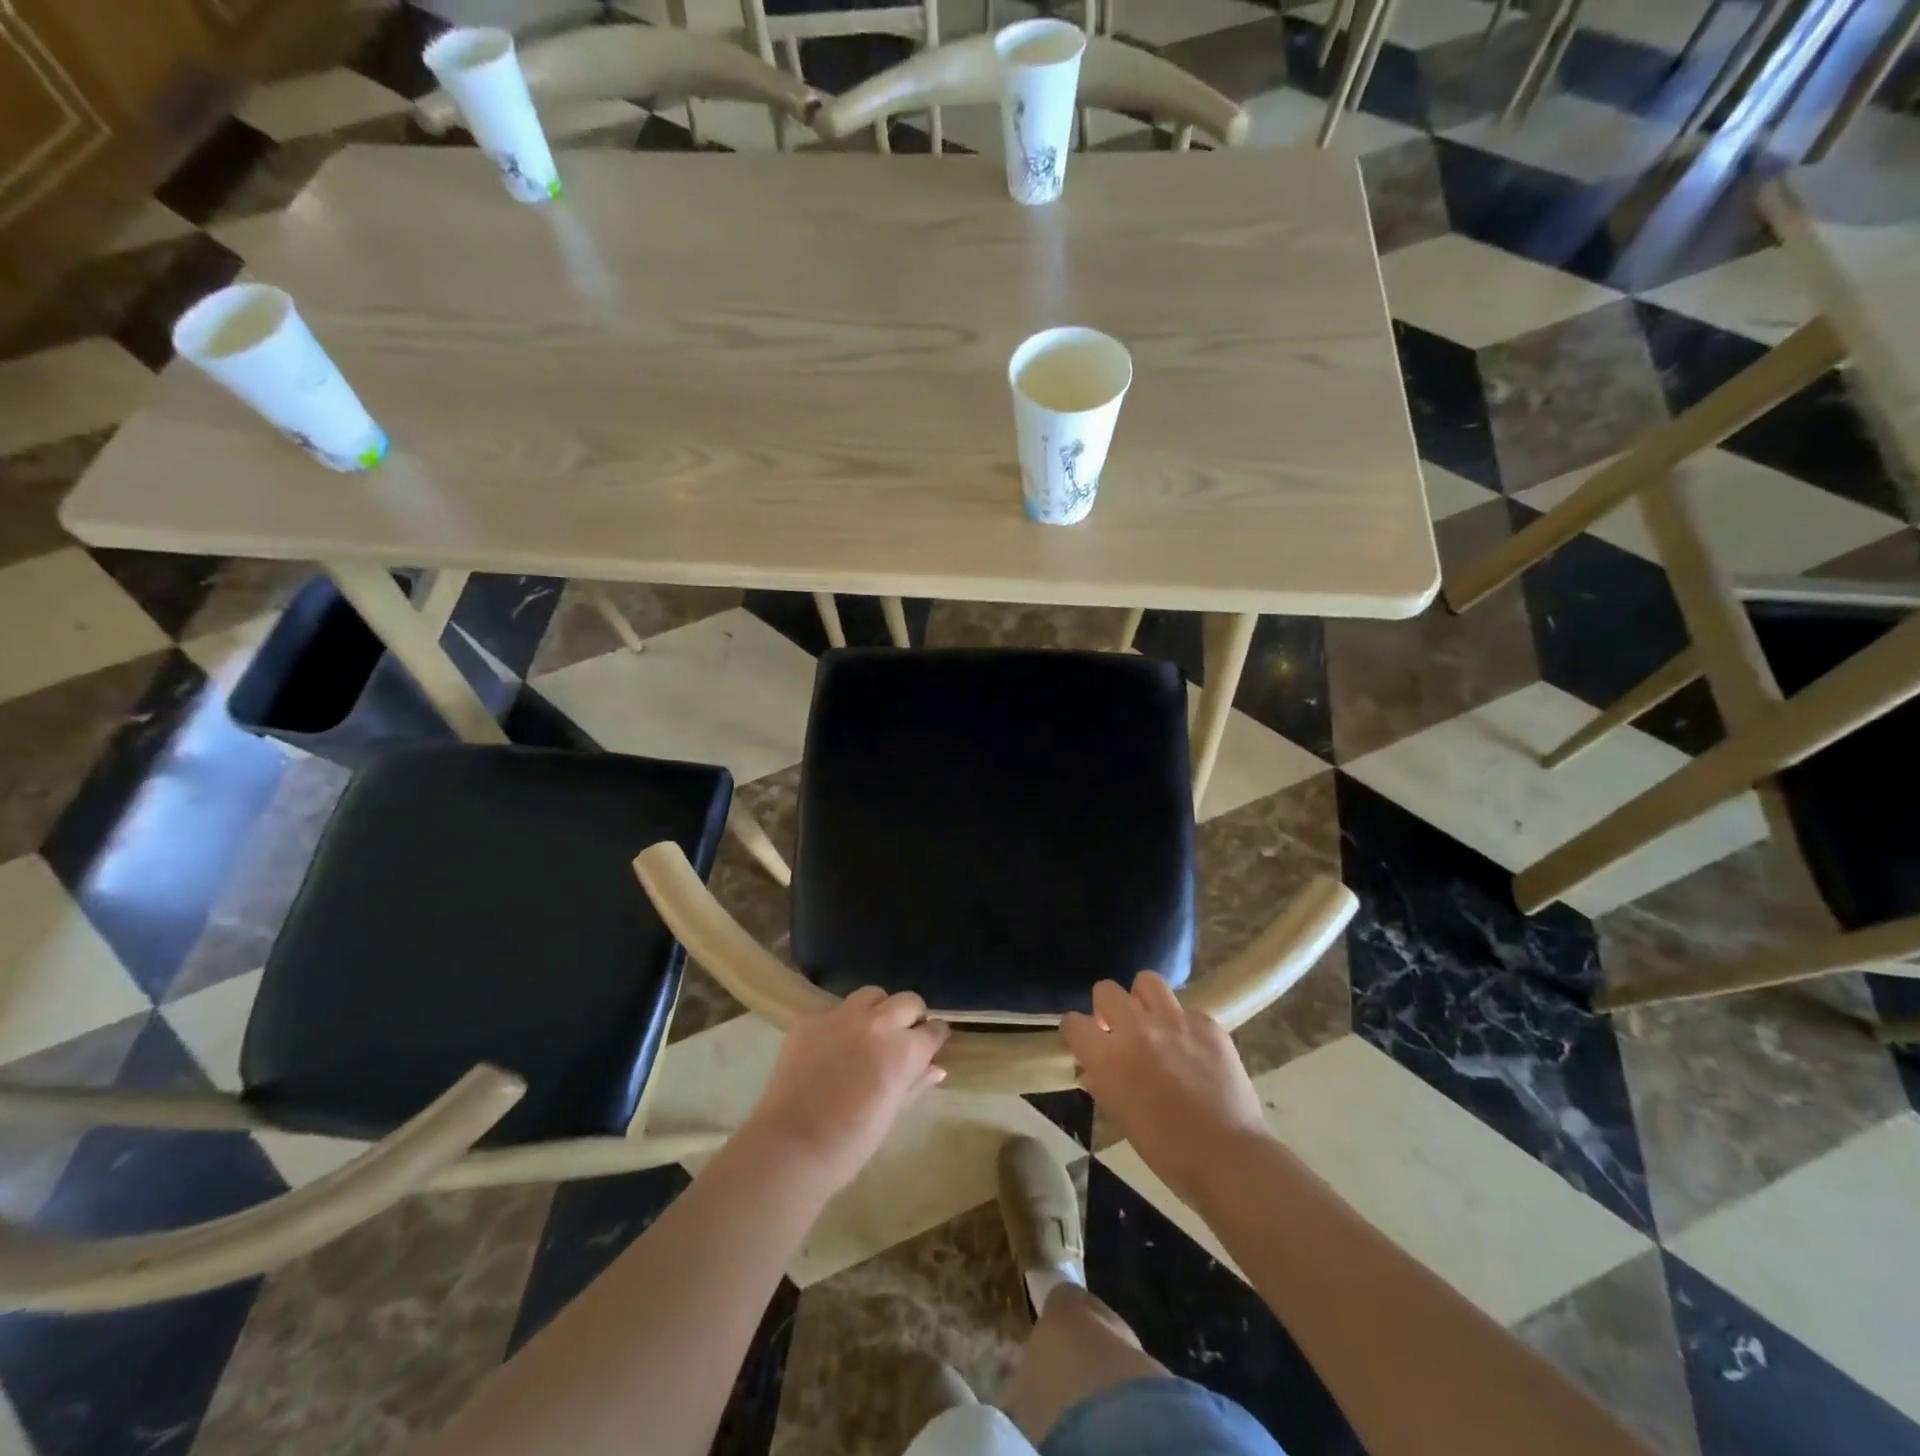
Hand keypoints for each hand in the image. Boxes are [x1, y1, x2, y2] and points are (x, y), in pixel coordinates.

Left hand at [737, 988, 949, 1195]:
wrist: (790, 1147)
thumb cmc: (850, 1144)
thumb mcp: (891, 1115)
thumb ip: (915, 1083)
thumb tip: (935, 1067)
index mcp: (903, 1051)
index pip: (933, 1030)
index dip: (934, 1038)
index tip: (931, 1046)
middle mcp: (877, 1023)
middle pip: (908, 1001)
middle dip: (912, 1017)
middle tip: (902, 1038)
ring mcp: (841, 1016)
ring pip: (872, 995)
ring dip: (878, 1010)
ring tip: (869, 1033)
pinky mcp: (811, 1019)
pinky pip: (836, 1010)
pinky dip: (842, 1023)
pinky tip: (833, 1047)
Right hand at [1063, 973, 1269, 1208]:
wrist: (1229, 1158)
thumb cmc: (1167, 1152)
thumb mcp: (1121, 1117)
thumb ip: (1103, 1082)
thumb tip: (1094, 1067)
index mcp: (1109, 1058)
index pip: (1074, 1022)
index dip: (1077, 1032)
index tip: (1086, 1042)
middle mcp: (1137, 1029)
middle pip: (1106, 990)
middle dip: (1107, 1007)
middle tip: (1119, 1030)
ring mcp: (1175, 1021)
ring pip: (1146, 981)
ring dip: (1143, 1000)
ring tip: (1153, 1023)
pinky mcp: (1208, 1024)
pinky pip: (1187, 1010)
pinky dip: (1184, 1025)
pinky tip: (1193, 1049)